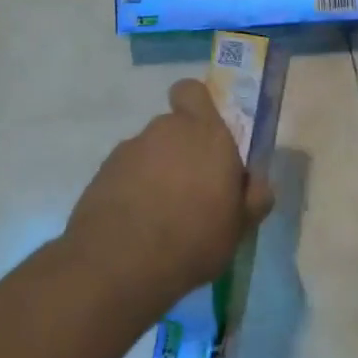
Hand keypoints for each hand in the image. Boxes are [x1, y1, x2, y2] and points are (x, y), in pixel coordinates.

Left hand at [63, 80, 275, 307]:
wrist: (119, 265)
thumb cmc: (195, 238)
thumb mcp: (240, 226)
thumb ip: (253, 197)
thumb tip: (257, 183)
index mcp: (205, 134)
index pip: (193, 92)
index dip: (197, 107)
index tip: (206, 137)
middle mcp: (165, 131)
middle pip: (174, 129)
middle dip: (182, 152)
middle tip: (193, 191)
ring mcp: (128, 151)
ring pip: (149, 153)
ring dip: (156, 174)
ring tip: (163, 217)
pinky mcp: (101, 175)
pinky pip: (125, 175)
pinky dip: (132, 192)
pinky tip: (138, 227)